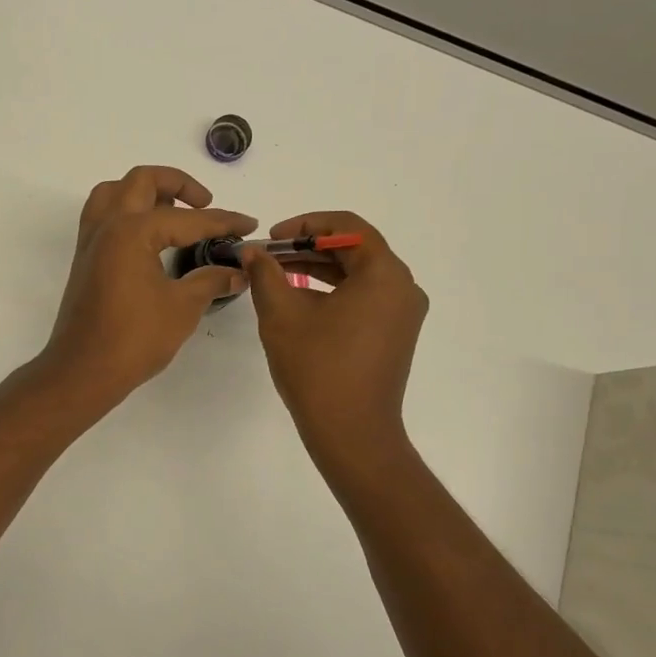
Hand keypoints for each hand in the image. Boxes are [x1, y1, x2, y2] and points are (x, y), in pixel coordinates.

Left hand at [40, 166, 256, 405]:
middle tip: (204, 205)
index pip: (187, 218)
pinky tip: (147, 236)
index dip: (222, 221)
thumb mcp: (183, 308)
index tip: (248, 225)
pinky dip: (125, 211)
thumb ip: (211, 281)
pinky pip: (102, 216)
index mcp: (132, 231)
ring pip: (114, 192)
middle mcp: (107, 225)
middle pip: (142, 181)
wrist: (84, 370)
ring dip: (144, 192)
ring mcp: (91, 241)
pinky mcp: (84, 259)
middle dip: (179, 184)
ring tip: (172, 212)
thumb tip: (238, 272)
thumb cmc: (134, 339)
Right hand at [242, 212, 427, 461]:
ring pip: (359, 275)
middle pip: (355, 249)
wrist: (352, 433)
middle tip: (269, 256)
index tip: (272, 238)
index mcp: (384, 274)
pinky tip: (301, 301)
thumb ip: (266, 274)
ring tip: (278, 276)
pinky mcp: (396, 334)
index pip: (347, 227)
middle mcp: (403, 287)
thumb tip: (252, 252)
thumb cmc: (317, 368)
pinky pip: (365, 298)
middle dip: (308, 247)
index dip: (305, 224)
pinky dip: (334, 292)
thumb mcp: (282, 314)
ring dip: (319, 269)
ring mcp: (403, 313)